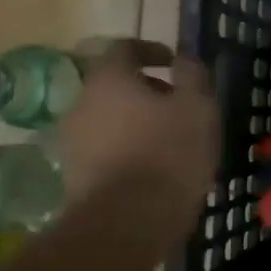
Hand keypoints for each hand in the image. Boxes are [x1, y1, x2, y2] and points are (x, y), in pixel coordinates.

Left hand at [59, 41, 218, 234]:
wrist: (128, 221)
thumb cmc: (169, 154)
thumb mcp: (198, 108)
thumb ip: (192, 75)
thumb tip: (185, 55)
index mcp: (110, 79)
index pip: (125, 48)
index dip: (151, 50)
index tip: (174, 62)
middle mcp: (82, 102)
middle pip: (114, 85)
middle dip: (146, 91)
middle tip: (179, 106)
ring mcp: (73, 140)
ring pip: (109, 118)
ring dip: (136, 122)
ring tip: (170, 142)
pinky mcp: (74, 174)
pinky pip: (104, 149)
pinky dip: (127, 149)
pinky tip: (153, 169)